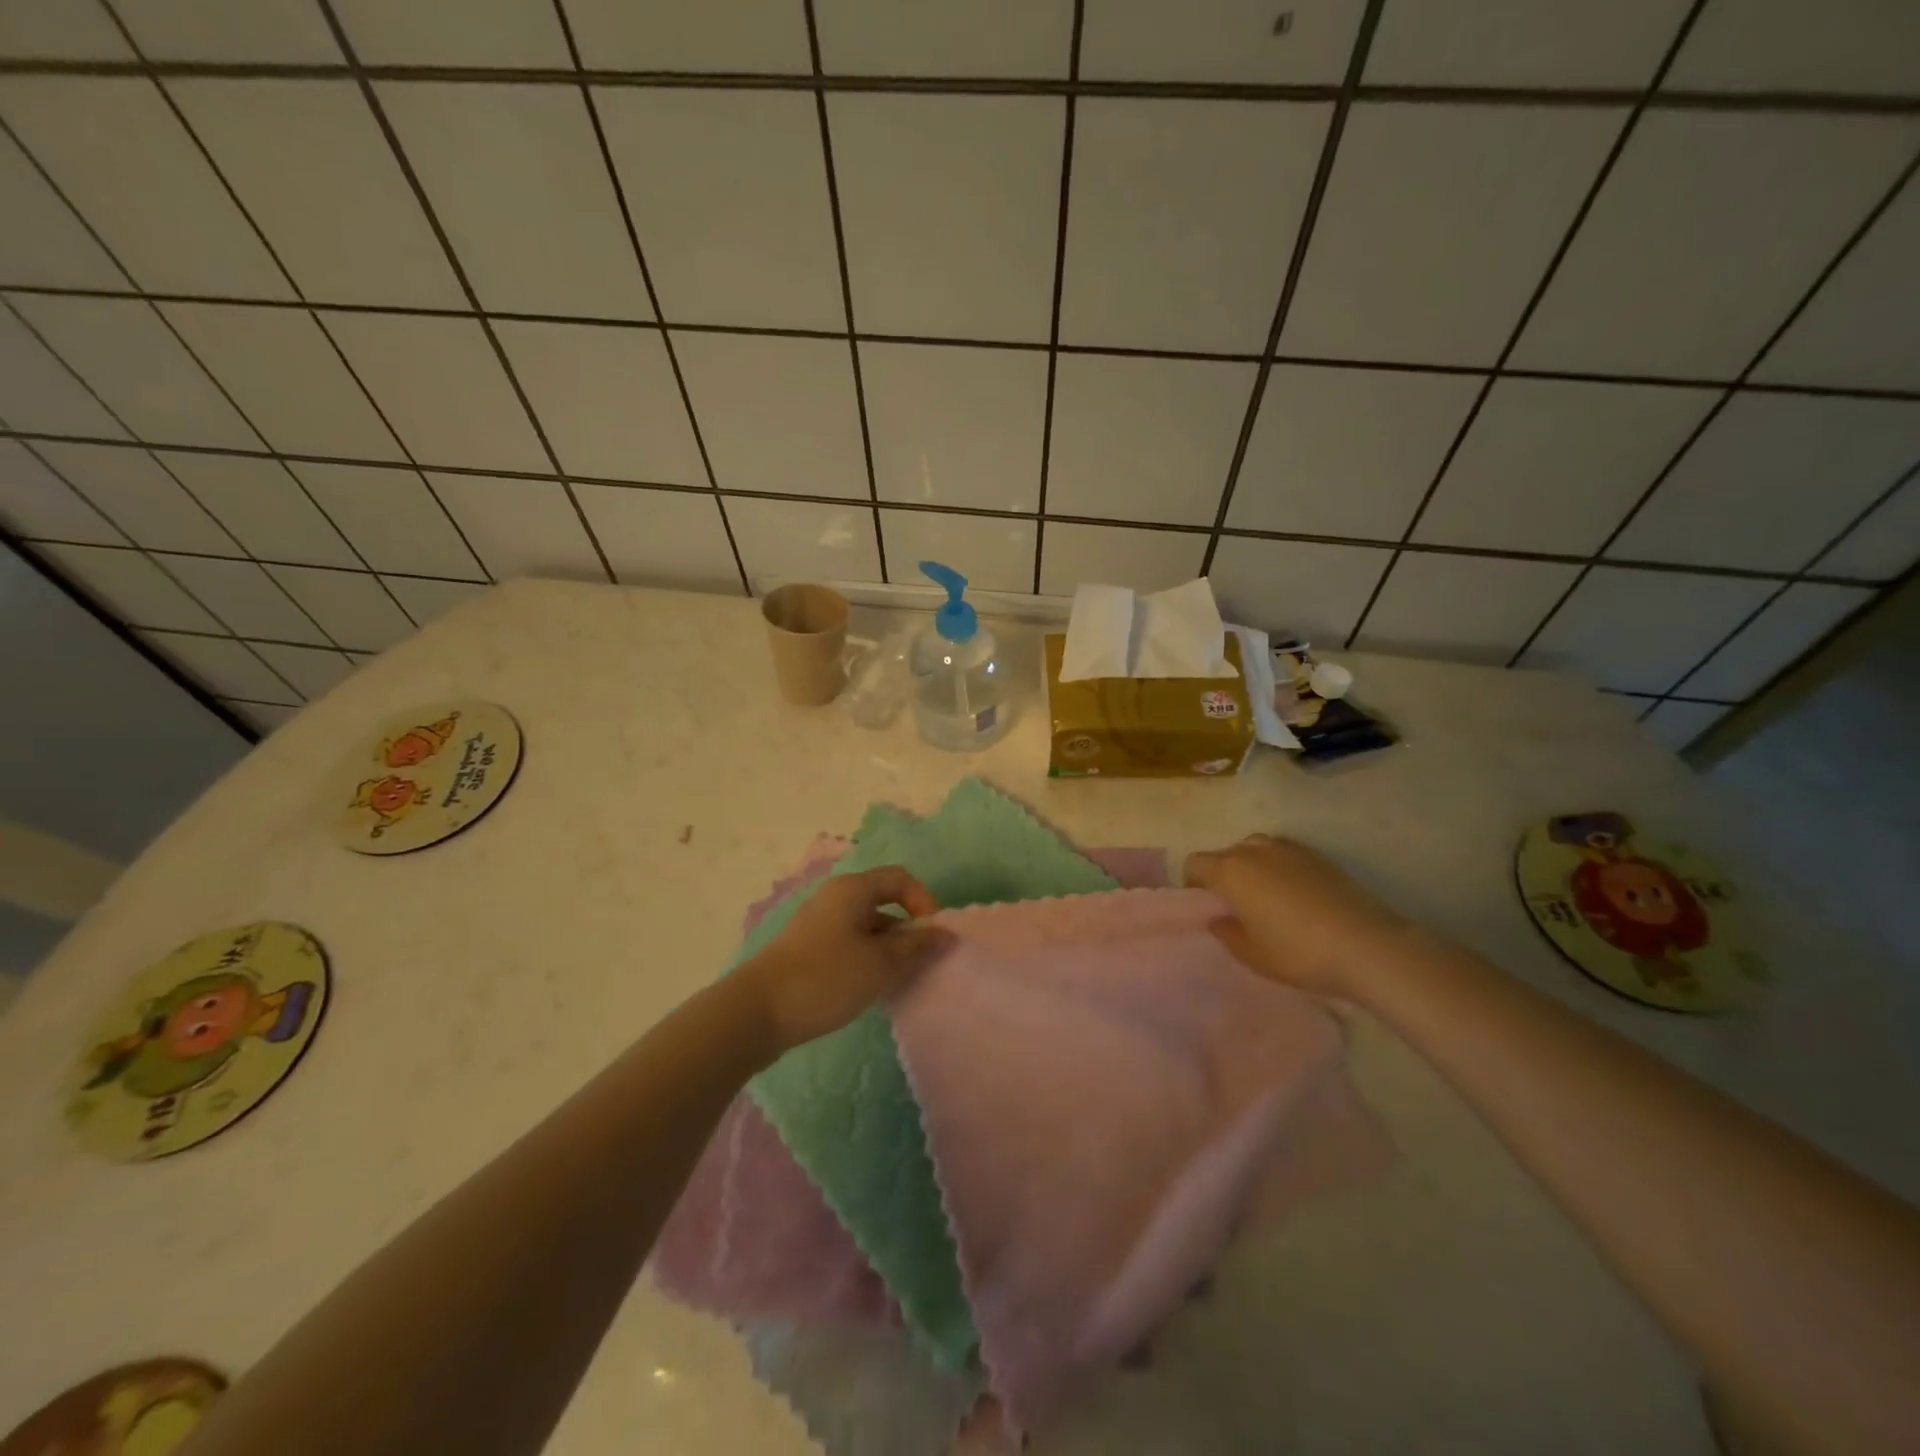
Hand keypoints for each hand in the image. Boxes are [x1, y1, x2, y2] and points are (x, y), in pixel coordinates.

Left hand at [736, 866, 954, 1053]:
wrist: (757, 1012)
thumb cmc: (825, 978)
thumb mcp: (879, 964)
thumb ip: (916, 947)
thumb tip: (946, 934)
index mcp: (852, 890)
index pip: (900, 878)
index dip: (924, 901)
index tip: (932, 936)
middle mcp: (835, 898)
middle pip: (884, 902)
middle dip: (908, 930)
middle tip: (920, 964)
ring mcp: (819, 924)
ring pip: (867, 927)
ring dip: (888, 949)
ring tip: (898, 981)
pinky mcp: (808, 950)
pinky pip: (849, 944)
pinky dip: (868, 959)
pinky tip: (870, 988)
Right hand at [1184, 834, 1409, 998]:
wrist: (1367, 945)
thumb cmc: (1298, 953)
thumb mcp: (1252, 955)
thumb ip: (1227, 934)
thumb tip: (1218, 919)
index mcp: (1231, 871)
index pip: (1195, 863)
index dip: (1193, 883)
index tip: (1206, 906)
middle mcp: (1255, 851)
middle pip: (1226, 853)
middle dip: (1223, 874)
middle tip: (1236, 905)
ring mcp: (1290, 849)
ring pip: (1256, 849)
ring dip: (1253, 866)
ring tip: (1266, 896)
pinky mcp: (1319, 856)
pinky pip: (1285, 854)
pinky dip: (1280, 867)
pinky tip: (1296, 895)